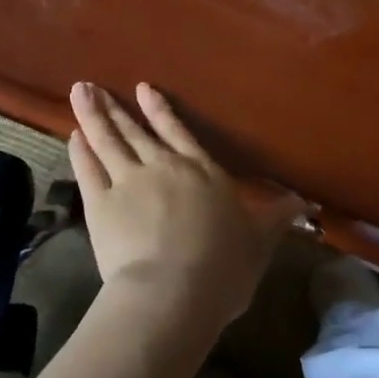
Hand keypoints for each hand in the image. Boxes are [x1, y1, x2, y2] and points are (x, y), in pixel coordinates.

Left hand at [67, 81, 288, 330]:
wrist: (173, 292)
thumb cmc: (223, 267)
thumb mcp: (260, 241)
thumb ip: (277, 217)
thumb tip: (305, 202)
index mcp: (202, 171)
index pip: (178, 132)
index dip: (160, 110)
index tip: (142, 89)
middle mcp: (163, 166)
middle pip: (136, 131)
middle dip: (116, 107)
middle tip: (92, 85)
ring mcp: (129, 181)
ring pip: (108, 141)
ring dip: (93, 116)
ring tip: (79, 92)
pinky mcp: (101, 204)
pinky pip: (88, 169)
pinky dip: (80, 151)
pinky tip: (73, 135)